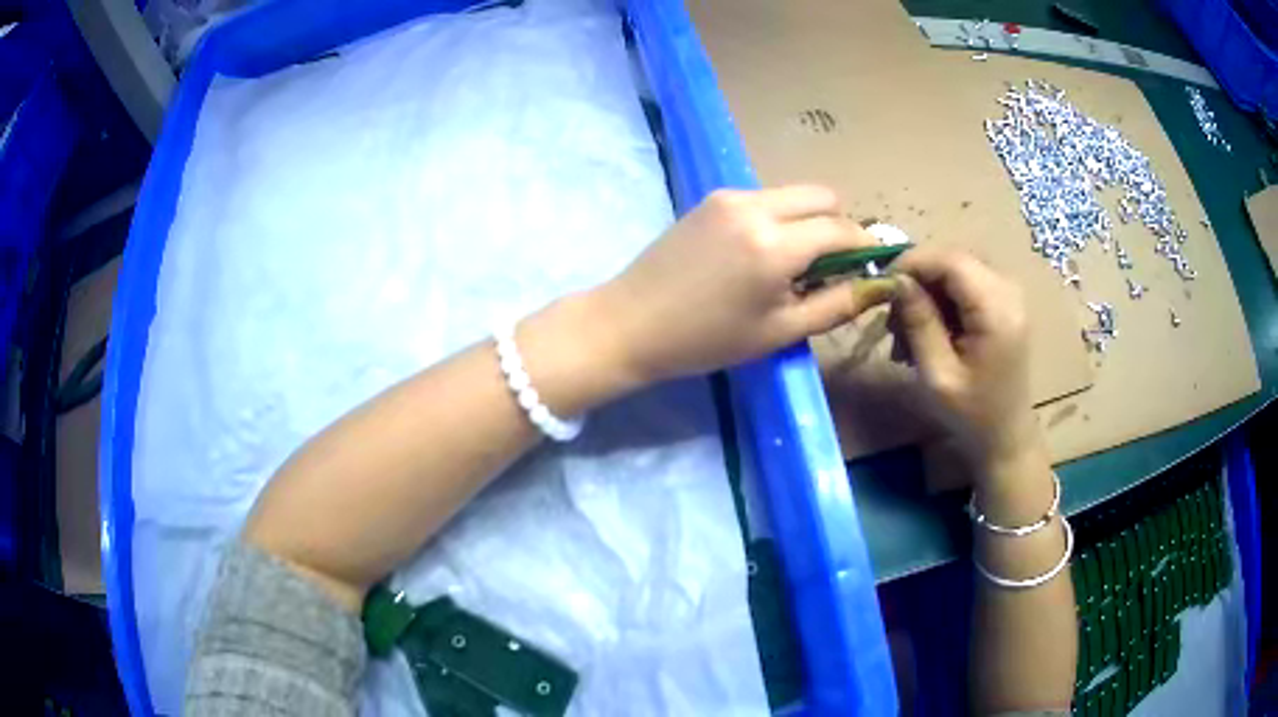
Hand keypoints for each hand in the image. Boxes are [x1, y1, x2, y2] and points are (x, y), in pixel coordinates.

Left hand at [591, 186, 897, 384]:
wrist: (631, 322)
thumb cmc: (706, 340)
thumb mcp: (779, 332)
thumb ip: (836, 305)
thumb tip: (877, 285)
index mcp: (776, 244)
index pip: (842, 228)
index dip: (867, 245)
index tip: (874, 265)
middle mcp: (756, 206)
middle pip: (822, 196)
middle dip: (839, 224)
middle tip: (833, 264)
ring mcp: (730, 196)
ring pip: (793, 194)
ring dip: (808, 220)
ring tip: (795, 262)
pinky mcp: (712, 197)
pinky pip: (764, 198)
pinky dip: (780, 217)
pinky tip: (762, 252)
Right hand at [888, 247, 1044, 479]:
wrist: (1006, 437)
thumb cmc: (973, 415)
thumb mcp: (938, 375)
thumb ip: (919, 322)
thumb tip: (897, 280)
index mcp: (997, 309)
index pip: (950, 260)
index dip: (912, 263)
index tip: (882, 287)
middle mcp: (1008, 290)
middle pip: (952, 260)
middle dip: (918, 281)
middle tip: (893, 320)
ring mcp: (1008, 294)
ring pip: (956, 270)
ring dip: (927, 293)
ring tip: (906, 335)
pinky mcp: (1003, 302)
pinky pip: (965, 284)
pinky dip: (941, 301)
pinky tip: (927, 332)